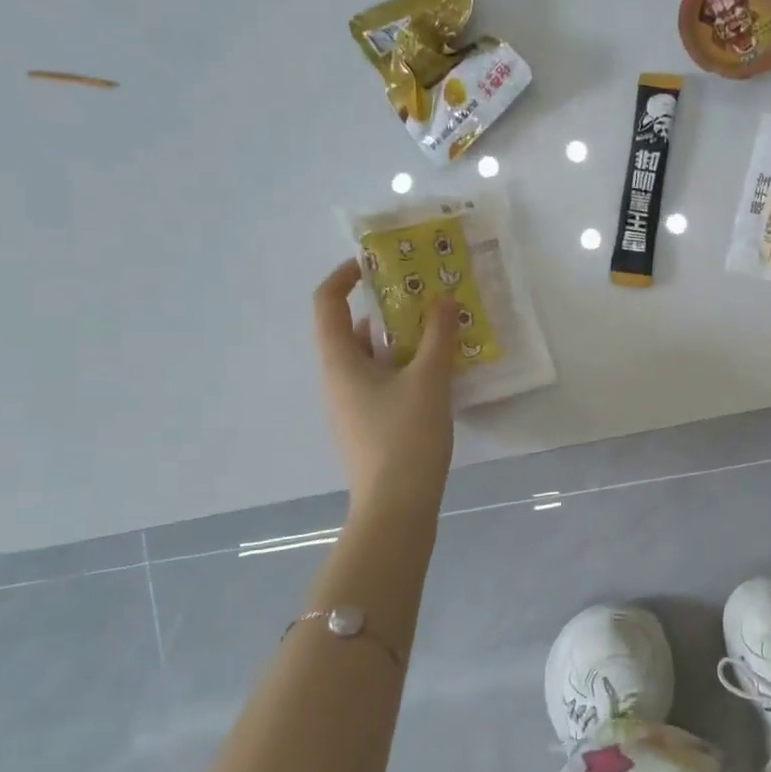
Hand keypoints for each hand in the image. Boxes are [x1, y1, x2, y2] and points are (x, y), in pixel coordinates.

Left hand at [312, 260, 456, 518]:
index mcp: (340, 361)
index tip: (374, 265)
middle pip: (352, 330)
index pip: (327, 303)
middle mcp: (338, 379)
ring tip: (438, 331)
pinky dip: (404, 367)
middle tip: (422, 298)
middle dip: (385, 309)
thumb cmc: (406, 436)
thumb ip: (437, 335)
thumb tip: (443, 299)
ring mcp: (352, 405)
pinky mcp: (368, 426)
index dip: (344, 277)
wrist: (396, 506)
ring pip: (371, 358)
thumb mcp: (429, 379)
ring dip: (399, 340)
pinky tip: (437, 373)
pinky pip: (382, 382)